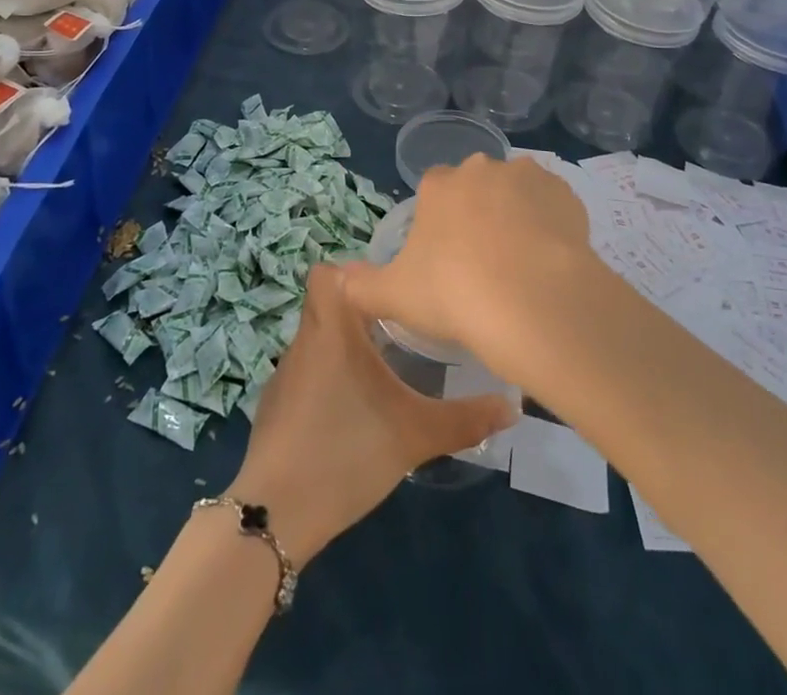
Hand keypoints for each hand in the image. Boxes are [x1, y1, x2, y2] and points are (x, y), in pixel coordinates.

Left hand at [225, 263, 515, 566]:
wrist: (276, 513)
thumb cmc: (345, 452)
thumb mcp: (414, 435)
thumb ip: (465, 419)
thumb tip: (512, 405)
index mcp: (330, 328)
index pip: (326, 272)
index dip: (354, 273)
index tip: (389, 292)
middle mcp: (303, 340)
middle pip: (327, 304)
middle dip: (361, 312)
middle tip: (400, 330)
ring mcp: (284, 375)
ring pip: (317, 339)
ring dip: (344, 345)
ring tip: (381, 368)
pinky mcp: (275, 406)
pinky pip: (305, 373)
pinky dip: (326, 378)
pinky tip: (349, 410)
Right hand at [340, 154, 594, 375]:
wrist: (533, 301)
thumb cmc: (454, 294)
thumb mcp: (394, 296)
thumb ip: (361, 285)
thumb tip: (337, 278)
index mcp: (440, 185)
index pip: (435, 189)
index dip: (440, 221)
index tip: (445, 257)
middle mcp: (482, 169)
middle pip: (477, 186)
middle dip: (479, 212)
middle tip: (483, 263)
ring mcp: (528, 177)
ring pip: (517, 192)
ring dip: (517, 216)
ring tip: (521, 266)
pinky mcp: (567, 195)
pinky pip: (554, 207)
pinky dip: (552, 226)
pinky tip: (550, 262)